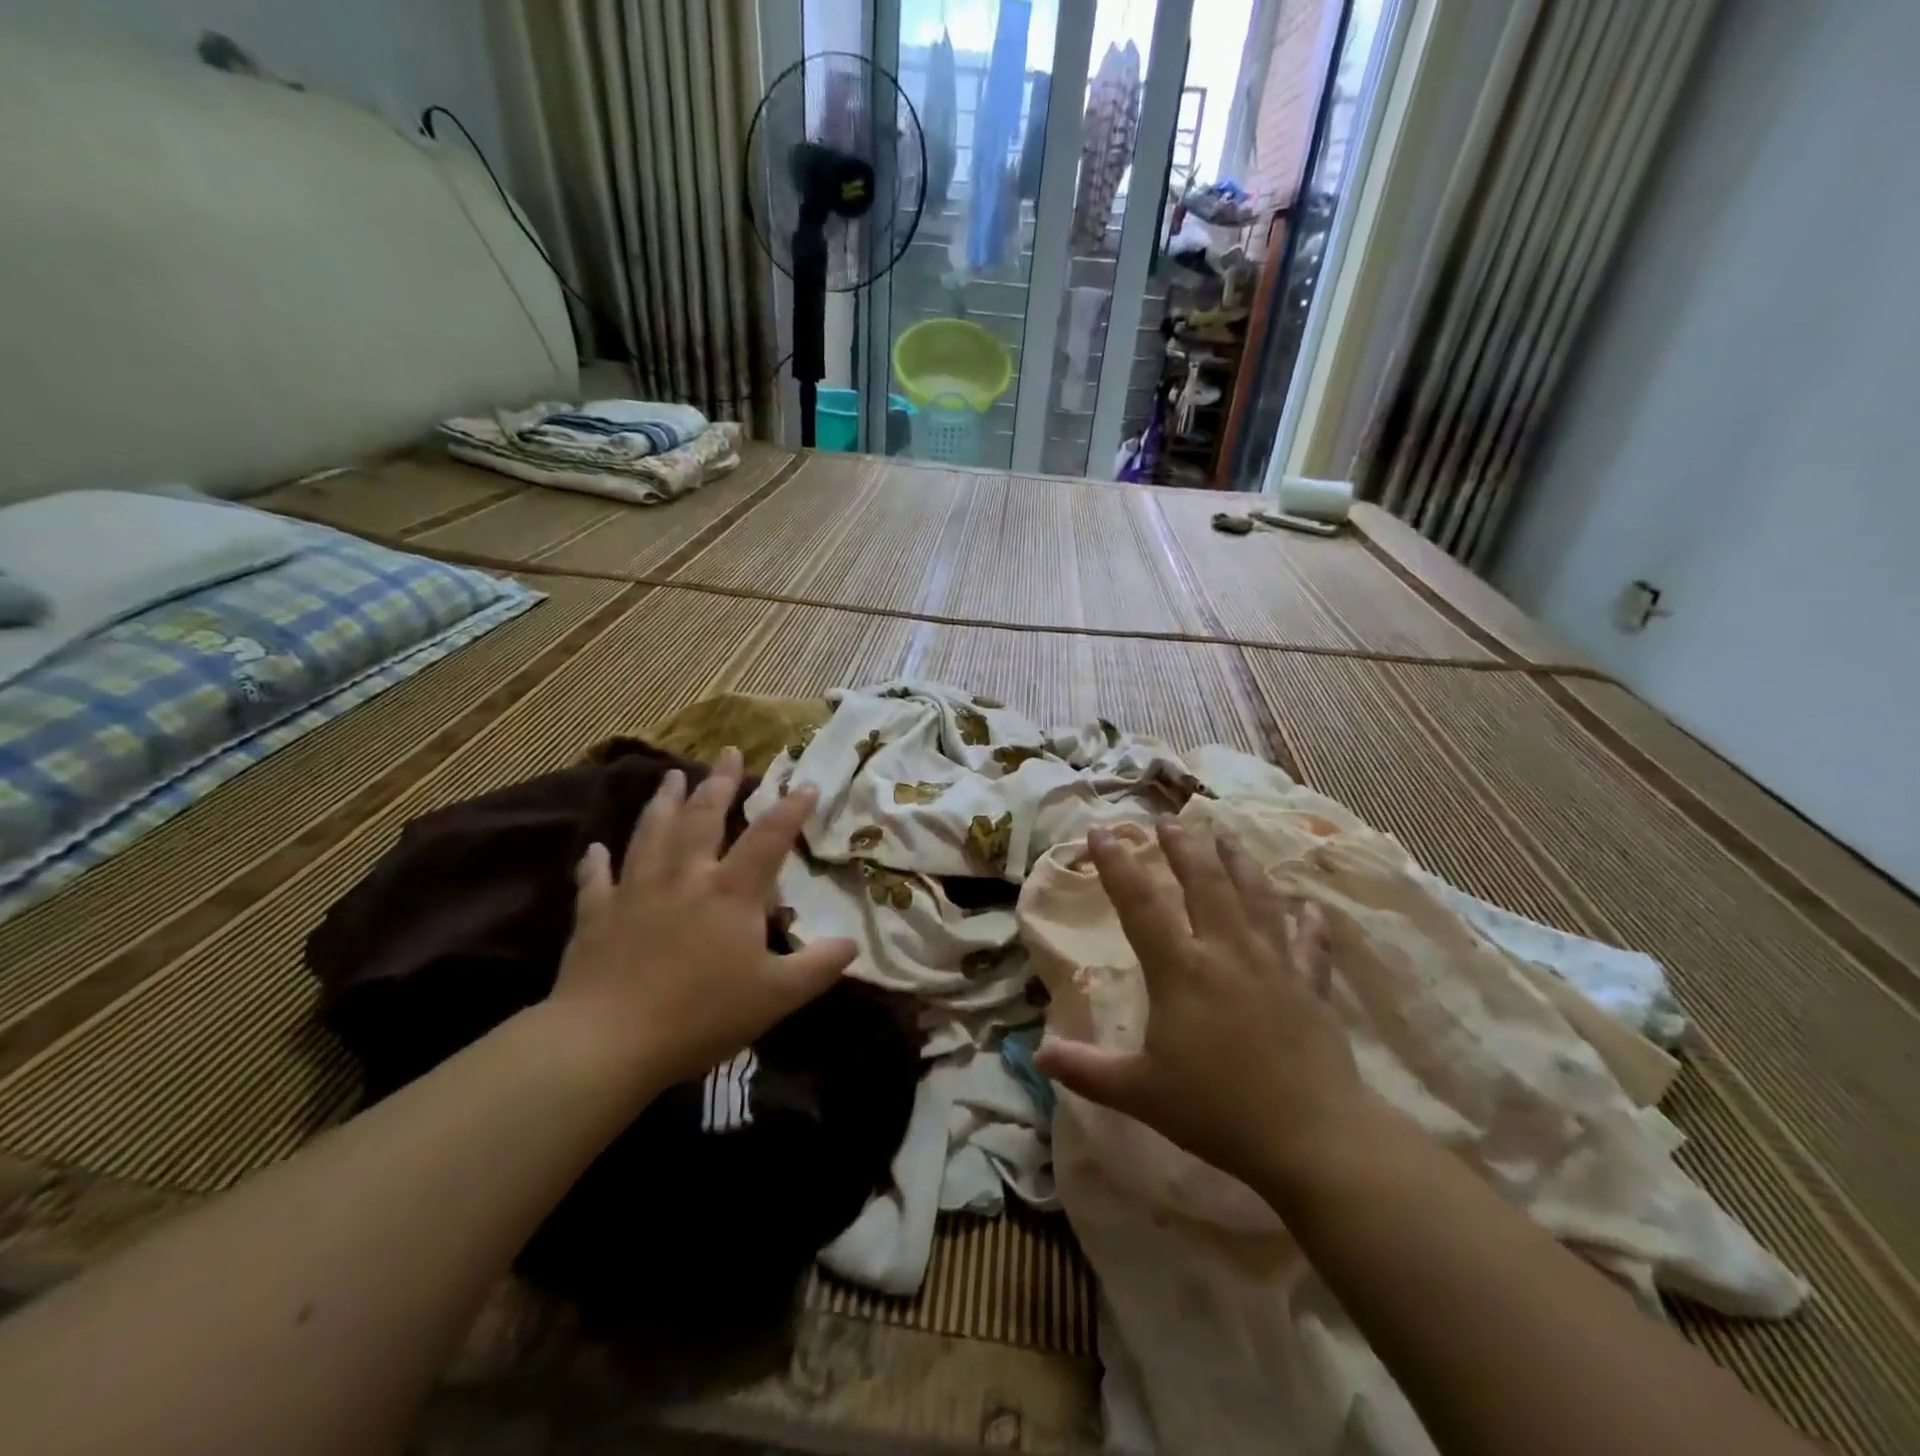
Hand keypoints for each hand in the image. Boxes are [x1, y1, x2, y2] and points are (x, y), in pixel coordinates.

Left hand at [548, 747, 854, 1093]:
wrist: (608, 1042)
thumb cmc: (701, 1015)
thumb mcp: (776, 996)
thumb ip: (817, 966)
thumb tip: (852, 944)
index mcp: (730, 891)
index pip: (768, 838)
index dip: (790, 809)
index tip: (806, 784)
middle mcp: (684, 877)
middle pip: (703, 818)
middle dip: (719, 783)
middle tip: (727, 752)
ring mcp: (636, 891)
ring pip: (651, 833)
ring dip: (663, 803)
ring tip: (671, 777)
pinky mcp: (597, 915)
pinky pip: (596, 880)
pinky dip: (596, 862)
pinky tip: (596, 849)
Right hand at [1034, 819, 1377, 1190]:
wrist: (1312, 1138)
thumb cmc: (1217, 1111)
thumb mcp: (1139, 1093)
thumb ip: (1085, 1069)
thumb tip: (1036, 1053)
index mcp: (1181, 970)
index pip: (1140, 904)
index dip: (1117, 865)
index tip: (1101, 831)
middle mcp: (1227, 952)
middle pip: (1204, 883)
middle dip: (1183, 848)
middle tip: (1168, 820)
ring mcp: (1274, 964)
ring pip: (1256, 898)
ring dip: (1239, 863)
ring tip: (1226, 836)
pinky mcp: (1311, 986)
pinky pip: (1310, 944)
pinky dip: (1309, 923)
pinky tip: (1309, 907)